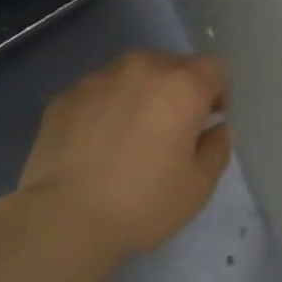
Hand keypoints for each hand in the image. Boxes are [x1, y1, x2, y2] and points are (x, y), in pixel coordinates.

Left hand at [16, 50, 231, 260]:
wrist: (64, 218)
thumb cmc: (143, 202)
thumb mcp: (199, 185)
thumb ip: (217, 148)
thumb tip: (216, 129)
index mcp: (181, 86)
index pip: (214, 68)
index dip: (217, 92)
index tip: (208, 121)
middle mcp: (141, 69)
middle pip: (171, 64)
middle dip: (179, 89)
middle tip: (172, 129)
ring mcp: (97, 79)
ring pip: (131, 73)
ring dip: (141, 93)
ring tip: (132, 132)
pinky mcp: (64, 96)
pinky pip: (98, 91)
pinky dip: (106, 106)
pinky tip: (98, 142)